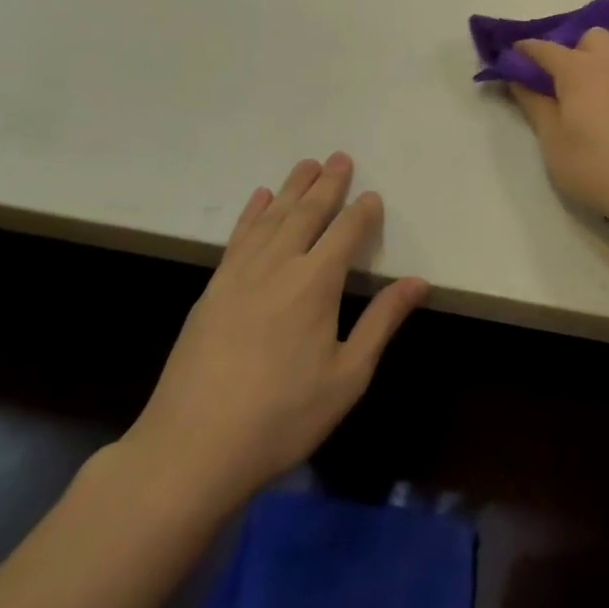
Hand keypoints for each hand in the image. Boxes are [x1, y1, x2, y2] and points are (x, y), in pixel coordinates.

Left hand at [117, 154, 426, 519]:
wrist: (189, 450)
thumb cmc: (281, 418)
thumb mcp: (347, 376)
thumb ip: (382, 322)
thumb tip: (419, 282)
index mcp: (314, 284)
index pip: (345, 233)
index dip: (362, 212)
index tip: (372, 196)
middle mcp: (277, 267)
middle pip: (307, 214)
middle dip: (327, 184)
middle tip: (340, 157)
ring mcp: (238, 276)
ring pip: (271, 218)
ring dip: (292, 189)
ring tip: (307, 164)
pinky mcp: (212, 291)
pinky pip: (237, 238)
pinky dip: (251, 213)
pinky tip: (259, 199)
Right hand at [510, 28, 608, 226]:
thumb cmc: (594, 166)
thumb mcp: (552, 141)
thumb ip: (535, 105)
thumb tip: (518, 79)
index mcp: (578, 70)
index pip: (546, 49)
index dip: (527, 50)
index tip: (514, 56)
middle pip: (593, 36)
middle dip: (577, 49)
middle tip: (567, 81)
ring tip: (605, 82)